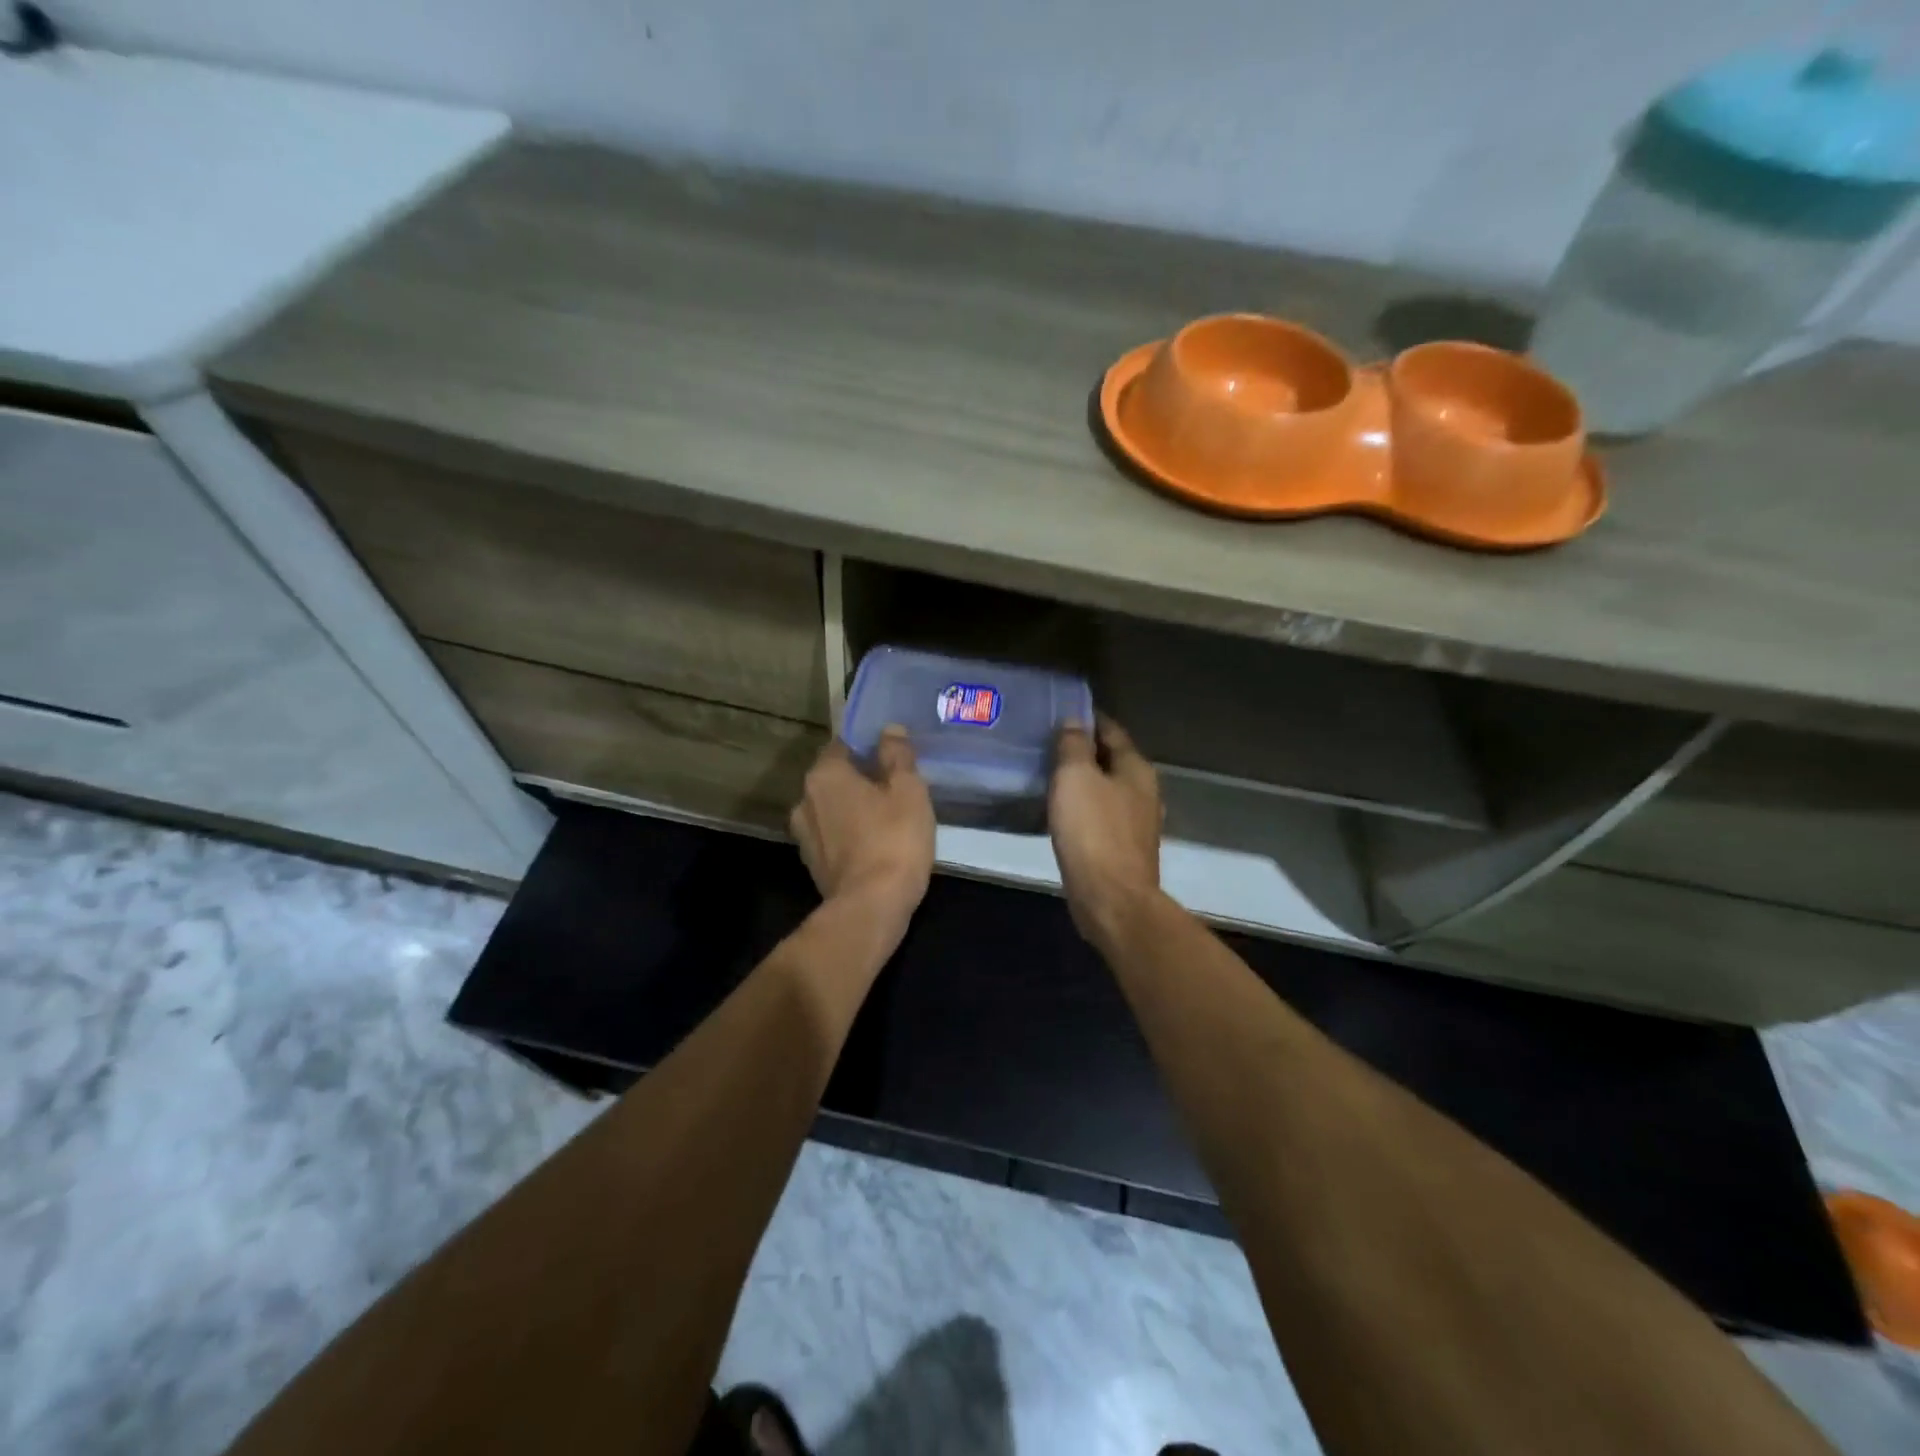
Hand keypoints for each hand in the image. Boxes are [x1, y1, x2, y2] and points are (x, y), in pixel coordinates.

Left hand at [790, 729, 935, 936]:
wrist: (871, 907)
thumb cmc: (893, 840)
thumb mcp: (908, 790)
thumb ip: (898, 755)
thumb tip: (890, 730)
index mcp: (824, 774)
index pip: (843, 744)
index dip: (869, 745)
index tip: (893, 754)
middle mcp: (804, 799)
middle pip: (836, 776)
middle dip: (862, 777)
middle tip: (895, 784)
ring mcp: (804, 834)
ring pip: (833, 807)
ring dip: (854, 807)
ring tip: (887, 815)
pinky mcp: (812, 863)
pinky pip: (833, 834)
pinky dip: (850, 833)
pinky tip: (875, 842)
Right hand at [1049, 715, 1163, 946]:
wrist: (1111, 899)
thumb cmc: (1093, 832)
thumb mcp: (1075, 777)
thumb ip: (1074, 745)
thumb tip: (1075, 720)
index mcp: (1136, 768)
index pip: (1111, 729)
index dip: (1086, 718)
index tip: (1058, 713)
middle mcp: (1143, 790)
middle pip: (1111, 759)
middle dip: (1083, 749)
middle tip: (1046, 744)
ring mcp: (1136, 822)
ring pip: (1106, 788)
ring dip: (1082, 780)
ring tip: (1049, 775)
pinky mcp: (1123, 848)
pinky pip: (1101, 815)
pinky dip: (1082, 806)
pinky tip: (1061, 811)